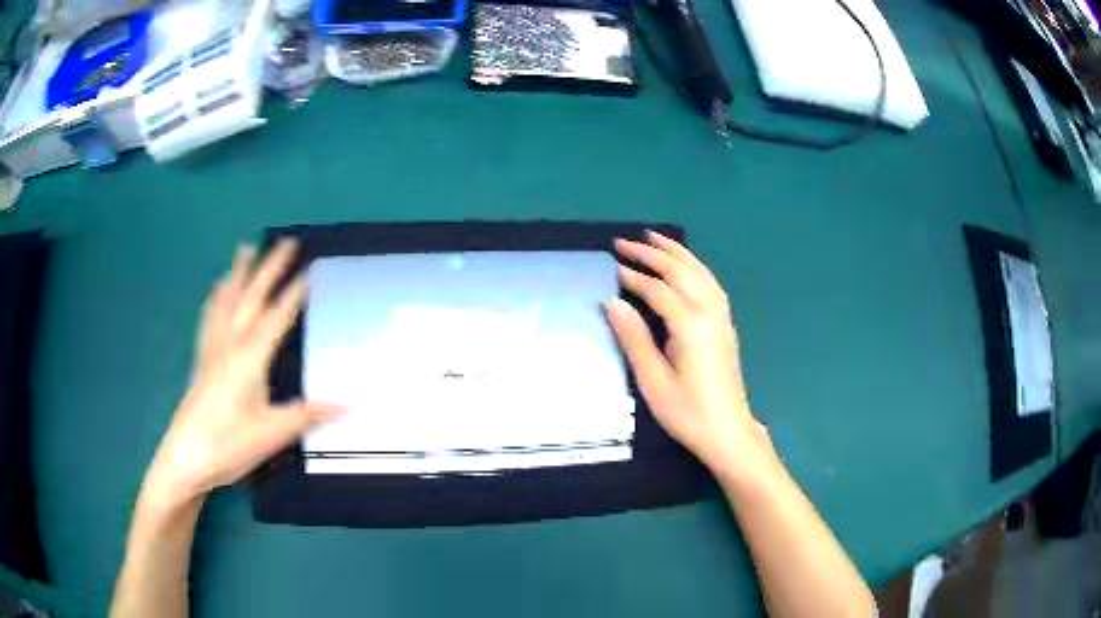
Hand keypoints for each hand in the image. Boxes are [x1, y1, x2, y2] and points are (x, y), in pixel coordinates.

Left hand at [140, 239, 337, 511]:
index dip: (295, 293)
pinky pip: (210, 317)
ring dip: (240, 273)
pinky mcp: (202, 359)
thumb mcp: (273, 433)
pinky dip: (217, 297)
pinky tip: (218, 289)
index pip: (276, 317)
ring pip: (227, 301)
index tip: (311, 269)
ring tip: (246, 248)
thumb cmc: (230, 445)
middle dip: (269, 268)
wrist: (187, 458)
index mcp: (250, 358)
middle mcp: (230, 344)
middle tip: (285, 242)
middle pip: (251, 297)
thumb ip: (309, 414)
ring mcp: (213, 349)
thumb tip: (352, 402)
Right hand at [608, 231, 767, 472]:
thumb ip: (634, 339)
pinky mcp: (726, 325)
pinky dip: (694, 266)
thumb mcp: (653, 381)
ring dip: (676, 252)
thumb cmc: (687, 412)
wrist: (728, 431)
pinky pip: (710, 283)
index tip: (611, 266)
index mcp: (690, 326)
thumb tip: (613, 303)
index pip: (658, 289)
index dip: (633, 276)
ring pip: (699, 272)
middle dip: (651, 253)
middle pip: (680, 271)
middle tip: (624, 242)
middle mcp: (710, 313)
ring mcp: (722, 317)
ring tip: (654, 238)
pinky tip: (685, 266)